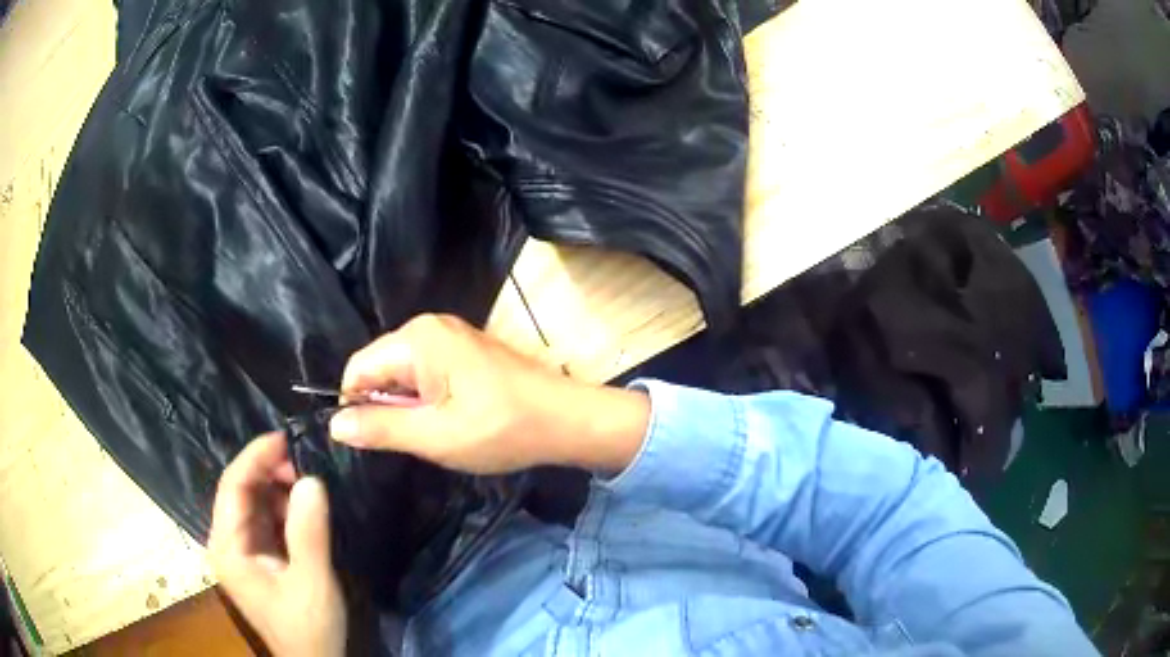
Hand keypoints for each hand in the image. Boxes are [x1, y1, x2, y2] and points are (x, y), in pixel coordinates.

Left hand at [208, 433, 345, 656]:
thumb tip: (311, 479)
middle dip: (269, 471)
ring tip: (310, 481)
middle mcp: (227, 543)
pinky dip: (285, 507)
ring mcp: (242, 550)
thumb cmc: (309, 626)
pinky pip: (267, 519)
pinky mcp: (259, 557)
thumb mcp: (312, 581)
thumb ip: (308, 531)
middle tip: (306, 461)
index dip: (255, 457)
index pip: (232, 487)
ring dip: (279, 487)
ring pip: (255, 502)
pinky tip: (306, 505)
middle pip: (241, 491)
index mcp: (228, 547)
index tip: (286, 436)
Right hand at [328, 313, 649, 473]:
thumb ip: (380, 428)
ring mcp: (450, 335)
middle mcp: (429, 326)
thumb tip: (335, 424)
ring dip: (408, 406)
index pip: (357, 368)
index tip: (370, 440)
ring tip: (434, 432)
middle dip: (385, 405)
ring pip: (402, 373)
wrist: (567, 420)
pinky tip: (449, 420)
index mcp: (417, 338)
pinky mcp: (465, 350)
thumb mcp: (435, 436)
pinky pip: (425, 372)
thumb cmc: (502, 429)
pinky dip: (426, 399)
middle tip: (412, 439)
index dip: (355, 405)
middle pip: (379, 367)